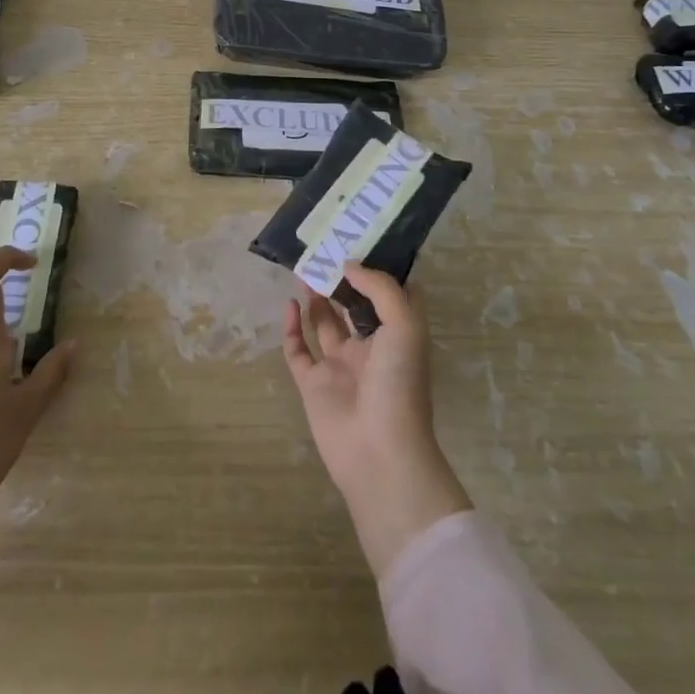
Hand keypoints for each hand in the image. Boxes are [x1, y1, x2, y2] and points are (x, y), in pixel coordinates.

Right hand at [282, 263, 470, 576]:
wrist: (379, 453)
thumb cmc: (400, 385)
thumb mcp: (404, 326)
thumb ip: (379, 288)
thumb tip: (349, 265)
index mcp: (397, 336)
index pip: (391, 296)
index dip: (379, 270)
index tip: (363, 240)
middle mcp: (370, 348)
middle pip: (353, 306)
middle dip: (340, 280)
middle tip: (324, 250)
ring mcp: (339, 367)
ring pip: (324, 324)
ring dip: (316, 298)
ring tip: (304, 269)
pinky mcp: (313, 385)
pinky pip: (298, 350)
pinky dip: (292, 328)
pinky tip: (289, 304)